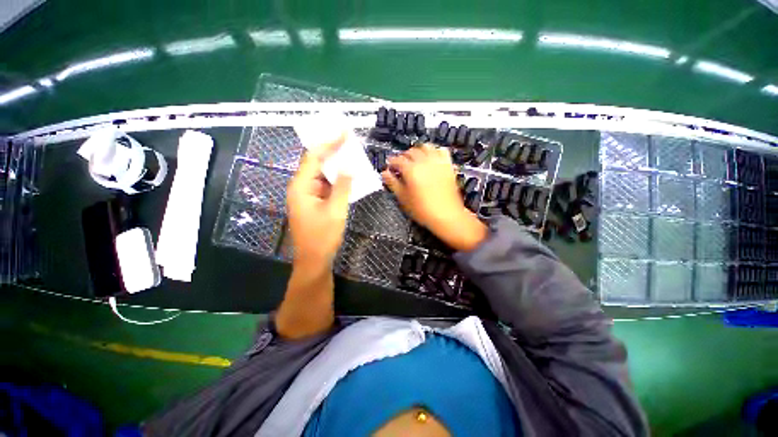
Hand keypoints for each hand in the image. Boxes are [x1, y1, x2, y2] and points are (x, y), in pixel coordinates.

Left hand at [287, 134, 351, 268]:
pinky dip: (336, 181)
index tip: (344, 132)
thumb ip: (343, 187)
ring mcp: (307, 196)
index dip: (329, 143)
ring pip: (322, 175)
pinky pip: (325, 186)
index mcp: (301, 186)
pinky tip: (348, 177)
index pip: (314, 157)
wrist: (314, 260)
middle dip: (333, 152)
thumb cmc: (323, 236)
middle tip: (349, 141)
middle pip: (316, 163)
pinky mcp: (313, 203)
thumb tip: (348, 168)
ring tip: (351, 156)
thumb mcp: (336, 210)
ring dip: (336, 167)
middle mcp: (301, 187)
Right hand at [382, 144, 486, 251]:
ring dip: (418, 151)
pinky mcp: (448, 165)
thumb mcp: (403, 198)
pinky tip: (432, 158)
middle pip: (411, 151)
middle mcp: (424, 162)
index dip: (392, 162)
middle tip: (401, 164)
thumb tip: (384, 173)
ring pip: (426, 147)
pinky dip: (435, 151)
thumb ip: (393, 183)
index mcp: (411, 170)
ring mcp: (438, 162)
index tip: (390, 167)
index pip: (398, 160)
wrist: (446, 215)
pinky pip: (442, 151)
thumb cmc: (422, 209)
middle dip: (404, 156)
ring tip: (416, 159)